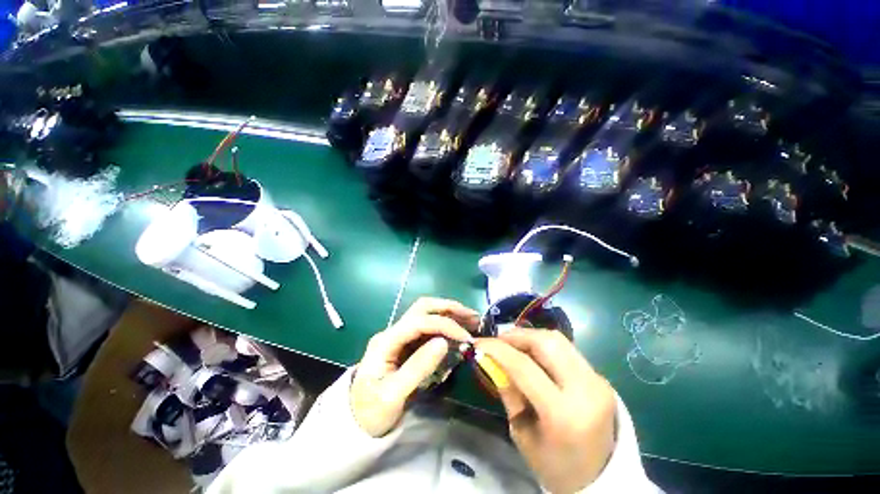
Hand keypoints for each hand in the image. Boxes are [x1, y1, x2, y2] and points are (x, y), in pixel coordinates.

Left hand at [351, 297, 478, 436]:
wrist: (356, 420)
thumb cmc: (371, 411)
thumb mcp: (393, 396)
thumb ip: (418, 368)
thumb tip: (444, 342)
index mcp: (386, 341)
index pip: (418, 321)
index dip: (444, 324)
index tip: (465, 337)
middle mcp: (393, 331)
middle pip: (422, 308)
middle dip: (448, 308)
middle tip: (472, 317)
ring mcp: (399, 335)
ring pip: (426, 313)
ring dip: (449, 313)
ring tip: (471, 320)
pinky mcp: (406, 343)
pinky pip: (428, 327)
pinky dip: (445, 325)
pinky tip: (458, 331)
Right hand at [477, 329, 615, 493]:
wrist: (602, 479)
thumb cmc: (554, 466)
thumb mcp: (522, 433)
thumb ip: (508, 392)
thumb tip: (489, 358)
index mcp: (564, 415)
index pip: (524, 367)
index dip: (498, 349)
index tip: (479, 342)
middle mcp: (587, 391)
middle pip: (547, 342)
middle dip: (516, 336)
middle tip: (497, 341)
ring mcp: (598, 381)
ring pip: (558, 340)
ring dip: (530, 337)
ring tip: (512, 345)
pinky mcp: (600, 377)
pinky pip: (566, 350)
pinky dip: (543, 346)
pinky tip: (532, 355)